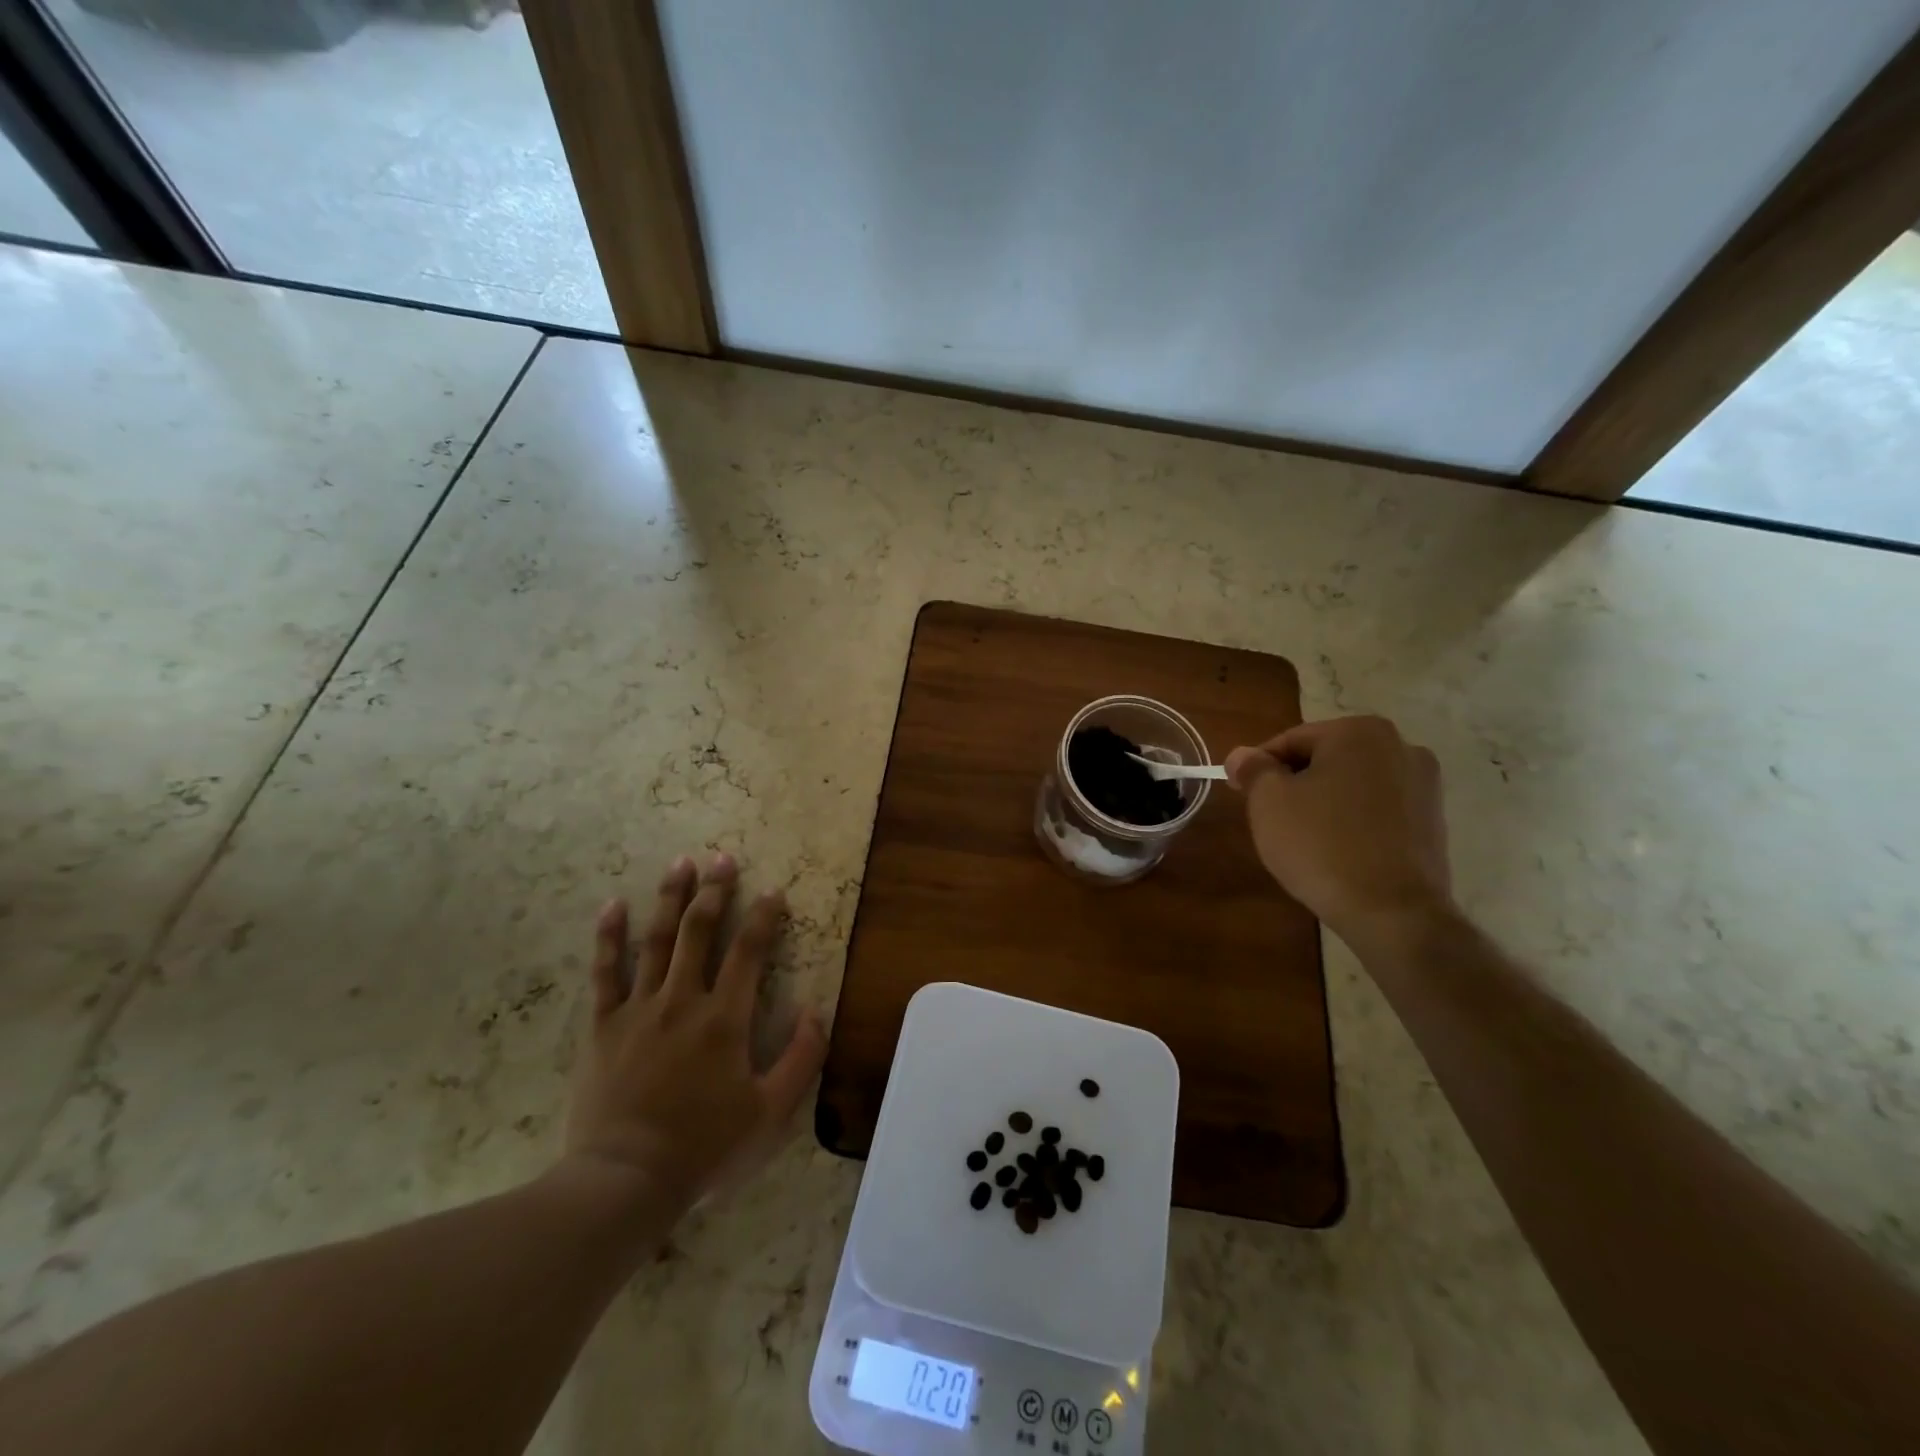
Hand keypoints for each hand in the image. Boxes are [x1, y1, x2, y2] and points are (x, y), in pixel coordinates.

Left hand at [563, 853, 826, 1213]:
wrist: (625, 1181)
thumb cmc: (704, 1148)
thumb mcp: (771, 1113)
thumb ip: (802, 1059)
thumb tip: (818, 1011)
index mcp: (725, 1018)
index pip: (750, 952)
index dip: (764, 917)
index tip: (773, 891)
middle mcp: (683, 1000)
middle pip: (700, 932)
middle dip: (715, 891)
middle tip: (722, 858)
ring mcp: (639, 1009)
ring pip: (656, 941)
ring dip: (671, 899)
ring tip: (680, 864)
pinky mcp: (604, 1026)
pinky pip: (605, 973)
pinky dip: (608, 937)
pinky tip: (612, 906)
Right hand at [1224, 716, 1453, 945]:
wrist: (1393, 912)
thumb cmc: (1321, 844)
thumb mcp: (1268, 801)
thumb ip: (1253, 769)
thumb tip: (1242, 756)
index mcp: (1359, 731)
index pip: (1291, 741)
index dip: (1260, 768)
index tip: (1242, 795)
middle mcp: (1400, 746)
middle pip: (1326, 759)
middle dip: (1295, 784)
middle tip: (1271, 819)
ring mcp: (1425, 785)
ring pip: (1353, 785)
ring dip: (1325, 803)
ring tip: (1305, 840)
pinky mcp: (1434, 822)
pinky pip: (1378, 811)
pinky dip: (1354, 823)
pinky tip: (1338, 852)